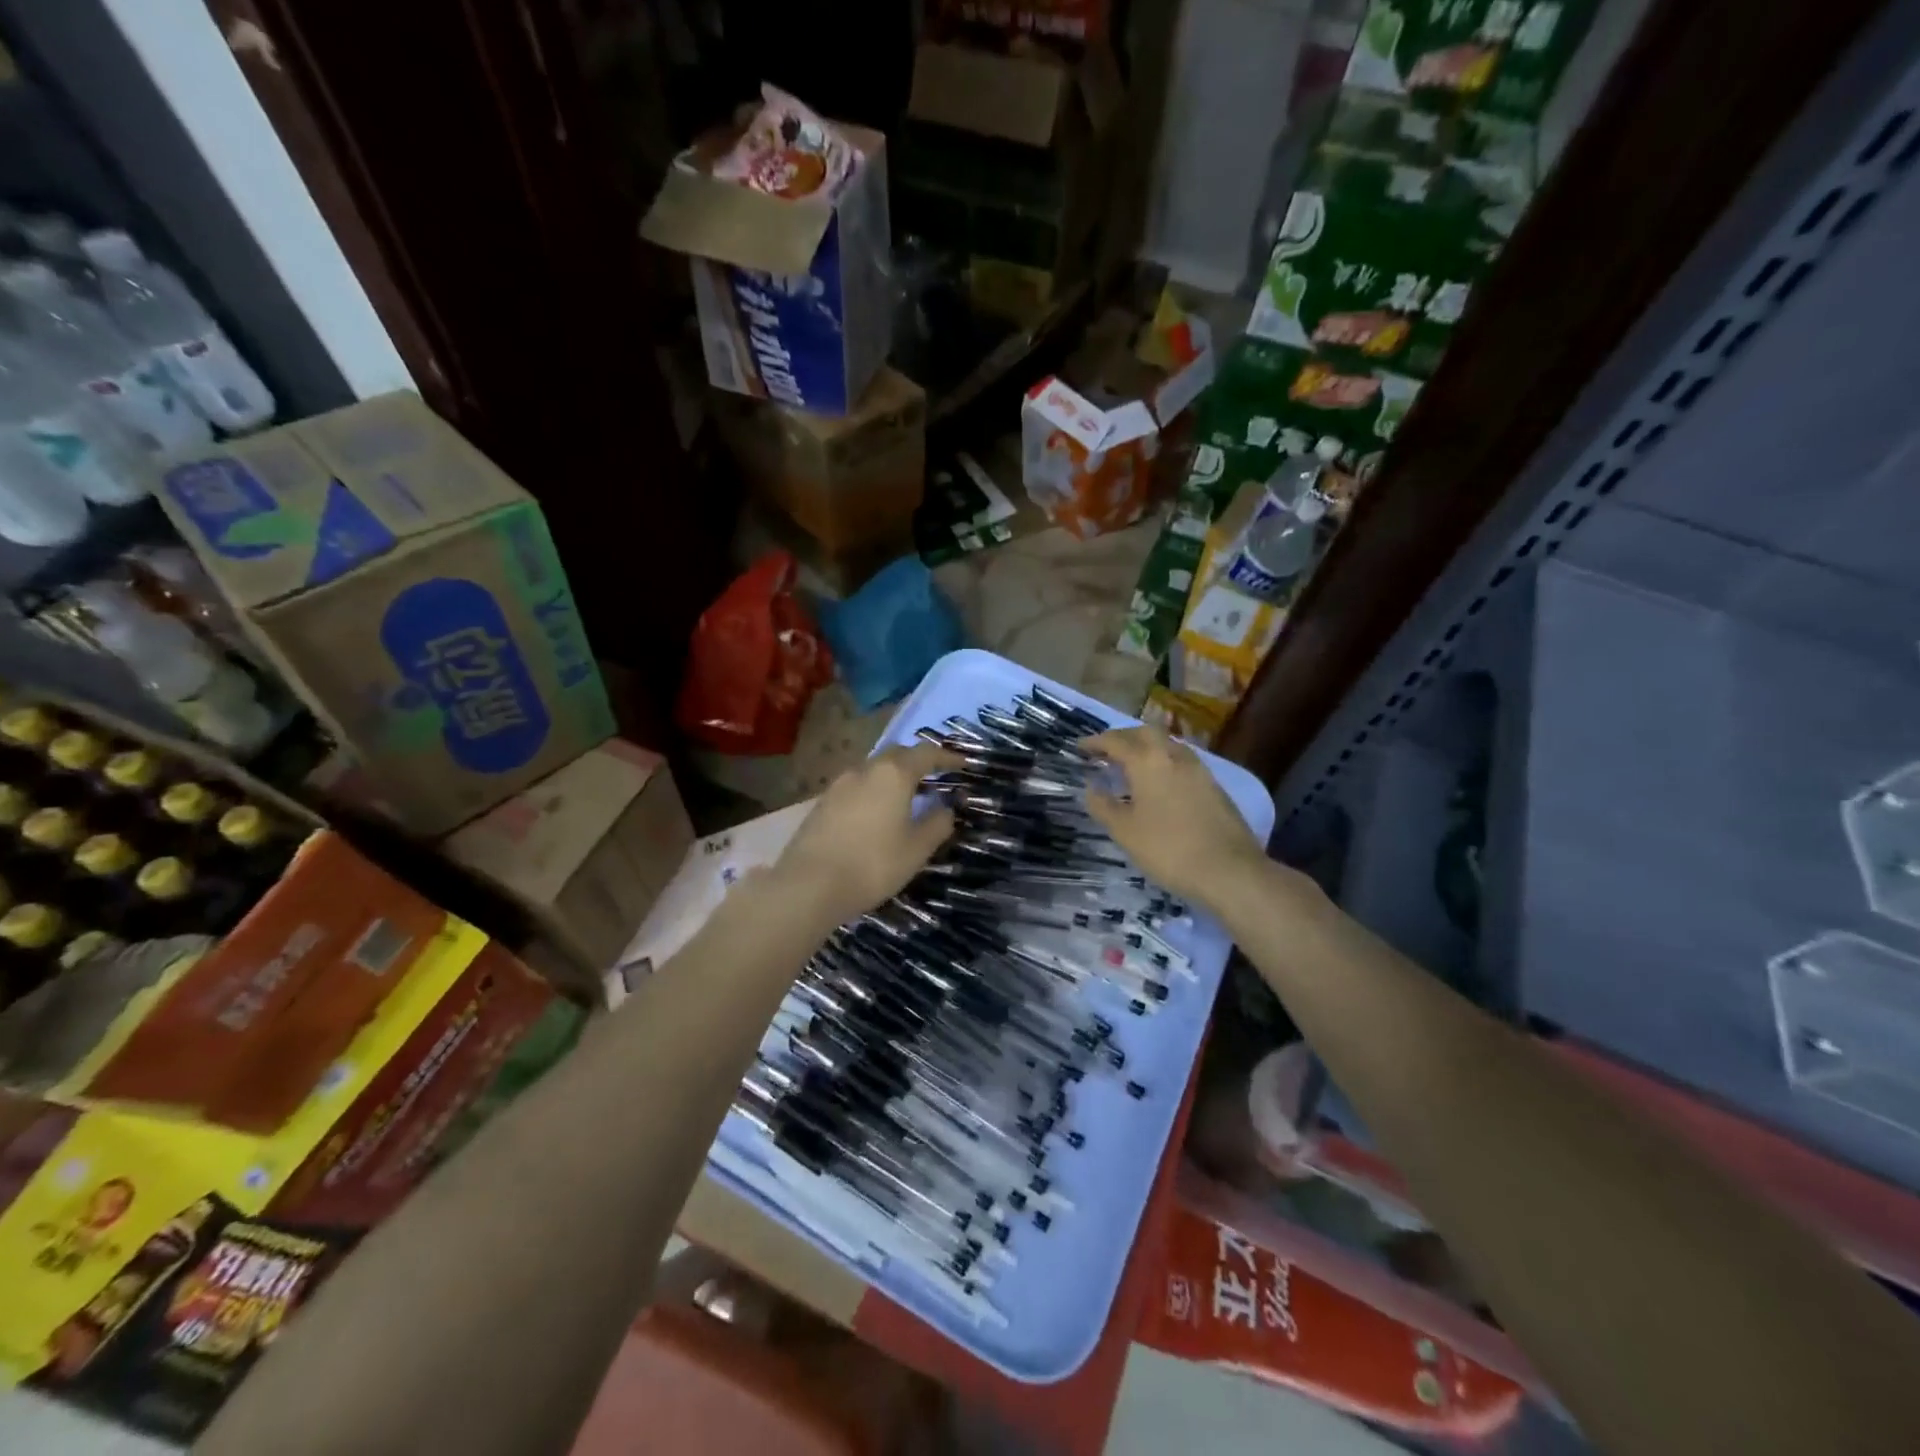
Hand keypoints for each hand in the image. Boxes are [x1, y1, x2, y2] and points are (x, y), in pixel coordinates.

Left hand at [770, 742, 957, 930]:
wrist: (808, 885)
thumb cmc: (873, 864)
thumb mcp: (916, 849)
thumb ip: (937, 824)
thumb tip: (946, 808)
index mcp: (893, 774)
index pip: (926, 754)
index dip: (947, 757)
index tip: (962, 764)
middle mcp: (865, 770)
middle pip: (897, 755)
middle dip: (918, 762)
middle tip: (934, 777)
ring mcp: (839, 784)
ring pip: (873, 770)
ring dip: (893, 777)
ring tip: (907, 797)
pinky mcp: (822, 803)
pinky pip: (856, 787)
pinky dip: (873, 791)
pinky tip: (877, 813)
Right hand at [1082, 726, 1267, 910]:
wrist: (1229, 870)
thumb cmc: (1168, 849)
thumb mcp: (1124, 831)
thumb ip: (1103, 806)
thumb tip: (1091, 787)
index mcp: (1147, 762)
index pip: (1116, 741)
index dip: (1095, 742)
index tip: (1080, 747)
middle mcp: (1173, 756)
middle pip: (1145, 733)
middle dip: (1123, 737)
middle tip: (1107, 751)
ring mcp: (1198, 769)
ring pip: (1167, 745)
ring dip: (1146, 747)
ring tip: (1132, 765)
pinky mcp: (1214, 785)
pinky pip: (1181, 761)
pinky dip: (1164, 762)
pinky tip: (1160, 783)